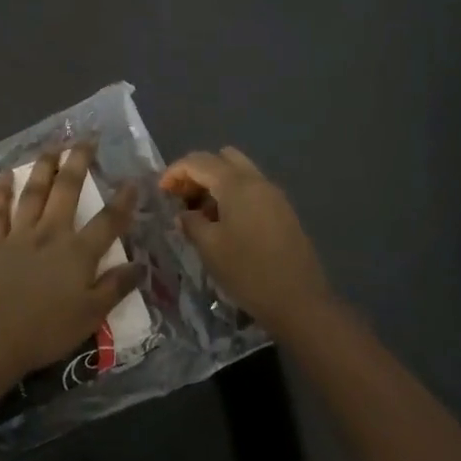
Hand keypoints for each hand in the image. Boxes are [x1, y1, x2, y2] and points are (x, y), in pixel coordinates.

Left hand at [0, 145, 141, 381]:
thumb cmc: (45, 331)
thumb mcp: (91, 316)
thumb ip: (115, 287)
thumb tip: (140, 264)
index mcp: (78, 253)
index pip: (108, 221)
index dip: (123, 200)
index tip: (133, 179)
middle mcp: (50, 233)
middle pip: (67, 190)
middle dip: (78, 161)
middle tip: (85, 138)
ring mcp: (19, 235)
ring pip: (34, 192)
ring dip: (43, 166)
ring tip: (51, 146)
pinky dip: (1, 191)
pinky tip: (5, 174)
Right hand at [160, 147, 331, 330]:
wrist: (300, 301)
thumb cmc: (248, 272)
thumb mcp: (210, 248)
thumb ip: (191, 223)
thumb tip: (184, 213)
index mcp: (236, 184)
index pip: (198, 161)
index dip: (175, 172)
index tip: (160, 191)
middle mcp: (256, 180)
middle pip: (221, 158)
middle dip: (197, 172)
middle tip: (182, 197)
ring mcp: (273, 194)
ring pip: (238, 172)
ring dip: (216, 183)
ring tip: (201, 213)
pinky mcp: (282, 210)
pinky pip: (252, 188)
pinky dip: (233, 194)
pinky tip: (224, 223)